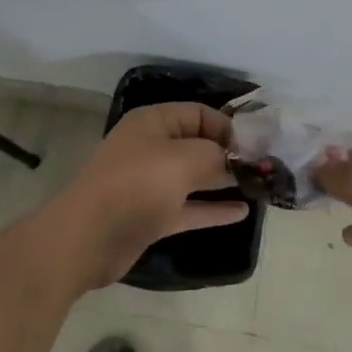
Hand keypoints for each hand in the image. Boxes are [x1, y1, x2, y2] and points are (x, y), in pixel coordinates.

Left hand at [43, 103, 248, 290]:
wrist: (87, 238)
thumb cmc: (136, 186)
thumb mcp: (183, 160)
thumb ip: (216, 155)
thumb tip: (236, 159)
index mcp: (153, 123)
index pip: (199, 114)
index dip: (229, 126)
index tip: (258, 146)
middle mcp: (151, 148)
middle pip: (198, 144)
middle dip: (230, 154)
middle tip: (265, 168)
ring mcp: (150, 183)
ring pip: (194, 177)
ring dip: (224, 181)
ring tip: (259, 187)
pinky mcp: (151, 215)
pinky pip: (189, 207)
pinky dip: (212, 209)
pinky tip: (242, 212)